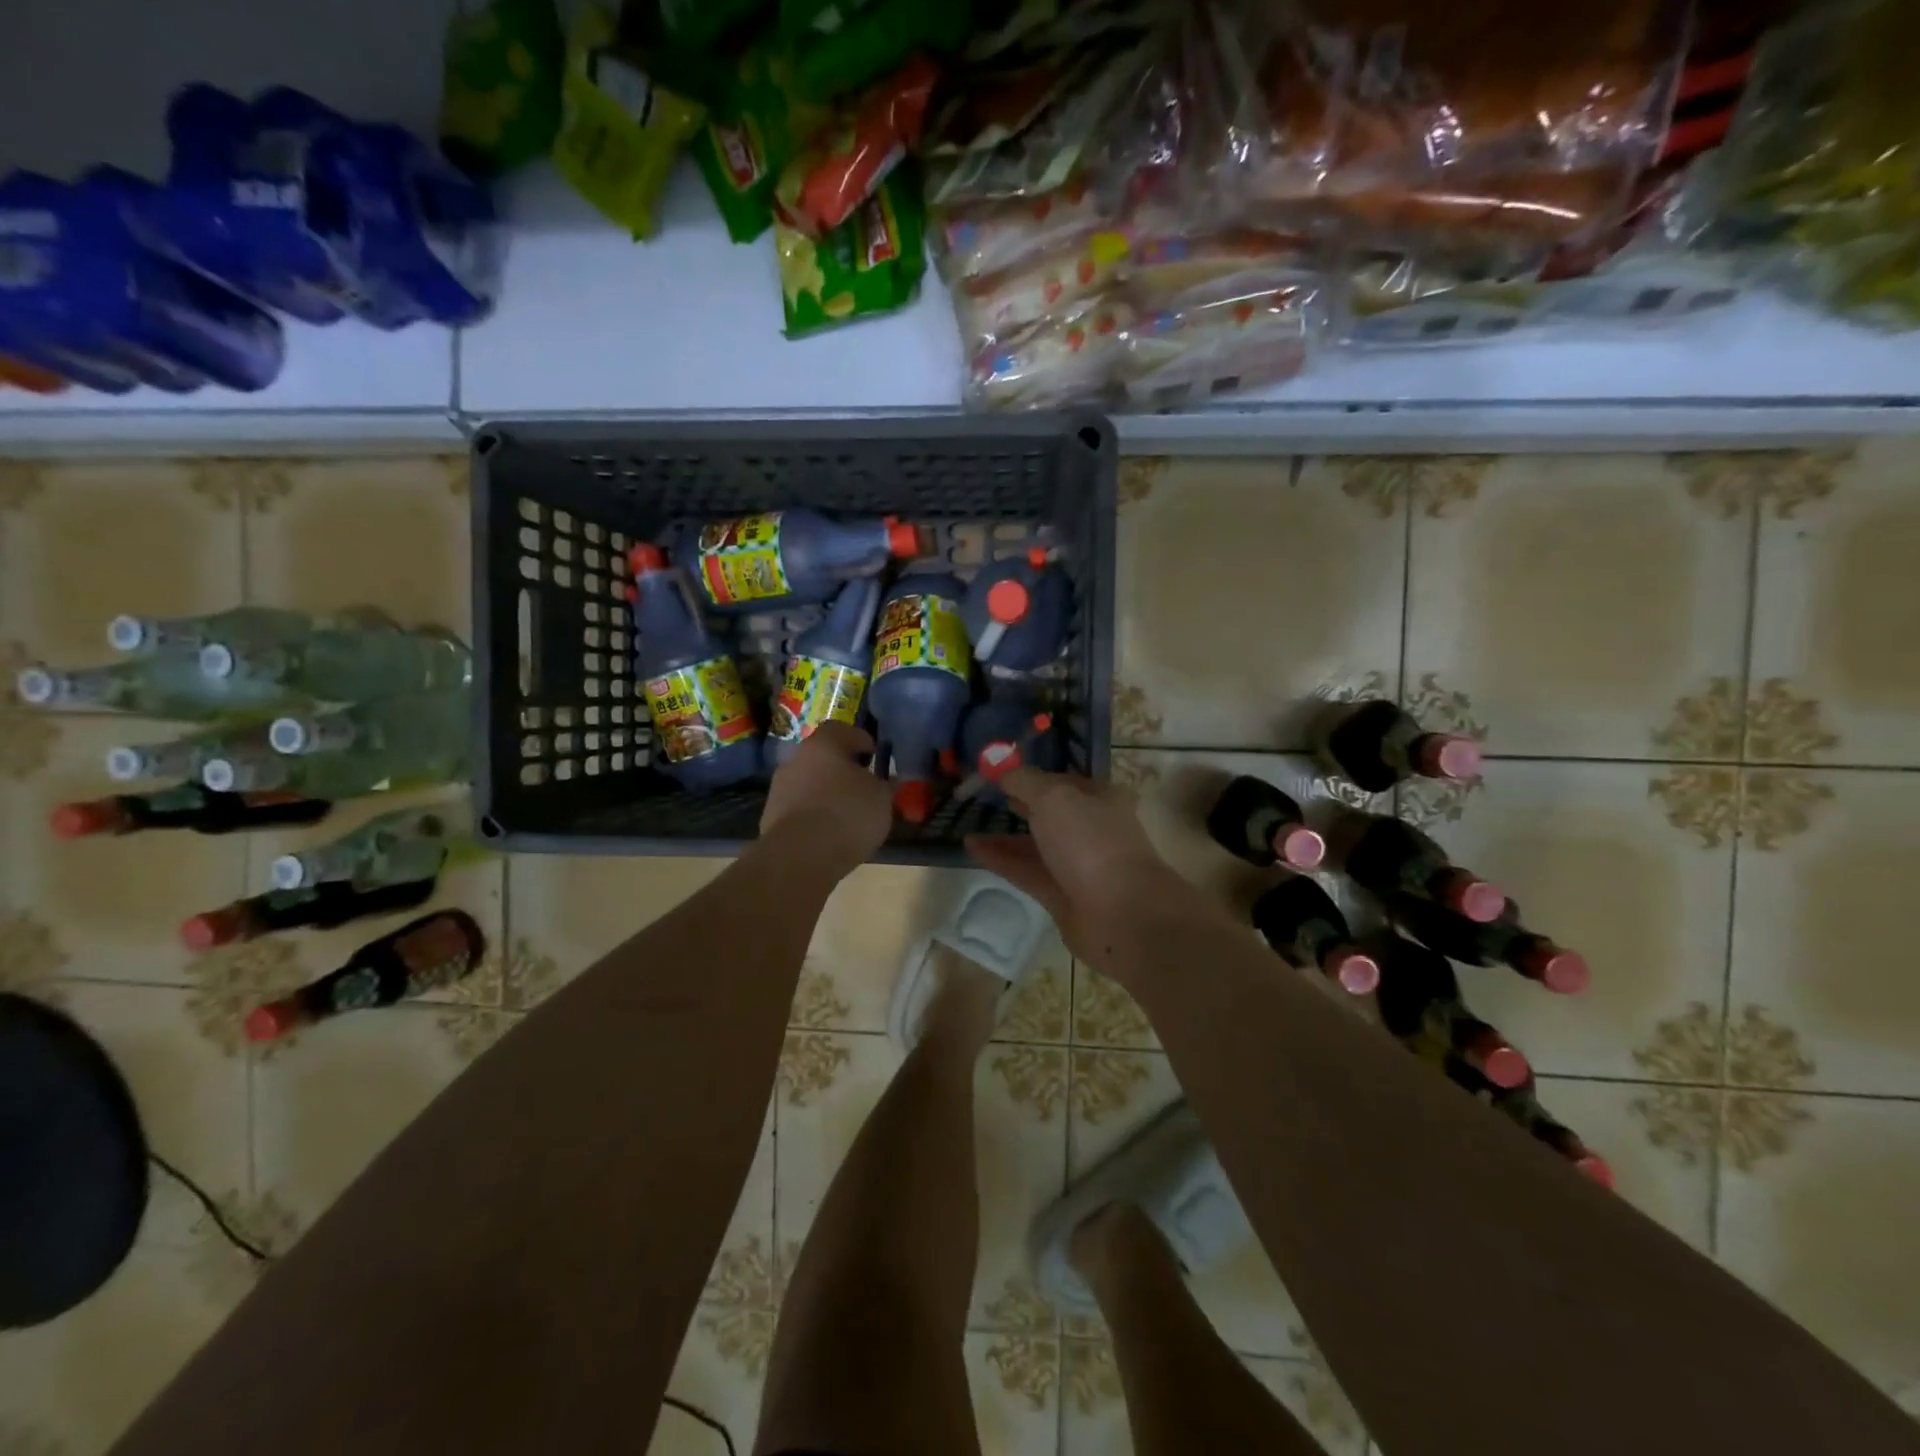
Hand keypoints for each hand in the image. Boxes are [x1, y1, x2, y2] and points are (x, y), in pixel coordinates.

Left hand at [759, 722, 892, 870]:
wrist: (800, 855)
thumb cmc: (848, 814)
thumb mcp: (881, 798)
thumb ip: (884, 785)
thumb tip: (884, 782)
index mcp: (823, 744)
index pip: (840, 729)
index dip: (859, 739)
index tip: (873, 755)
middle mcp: (796, 759)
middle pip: (821, 756)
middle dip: (840, 768)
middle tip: (861, 785)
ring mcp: (779, 788)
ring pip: (808, 783)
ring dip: (825, 793)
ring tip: (845, 814)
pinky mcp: (770, 817)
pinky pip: (798, 808)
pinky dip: (813, 815)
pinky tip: (828, 833)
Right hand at [966, 767, 1190, 974]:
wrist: (1121, 914)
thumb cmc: (1091, 842)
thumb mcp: (1054, 797)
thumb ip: (1024, 781)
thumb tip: (1003, 773)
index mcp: (1101, 798)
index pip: (1062, 781)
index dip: (1031, 776)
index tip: (998, 773)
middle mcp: (1092, 828)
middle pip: (1050, 813)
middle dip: (1019, 805)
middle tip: (983, 797)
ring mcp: (1077, 864)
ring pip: (1036, 844)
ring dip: (1005, 834)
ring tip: (970, 824)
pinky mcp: (1061, 895)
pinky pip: (1026, 870)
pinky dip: (1001, 859)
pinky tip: (972, 847)